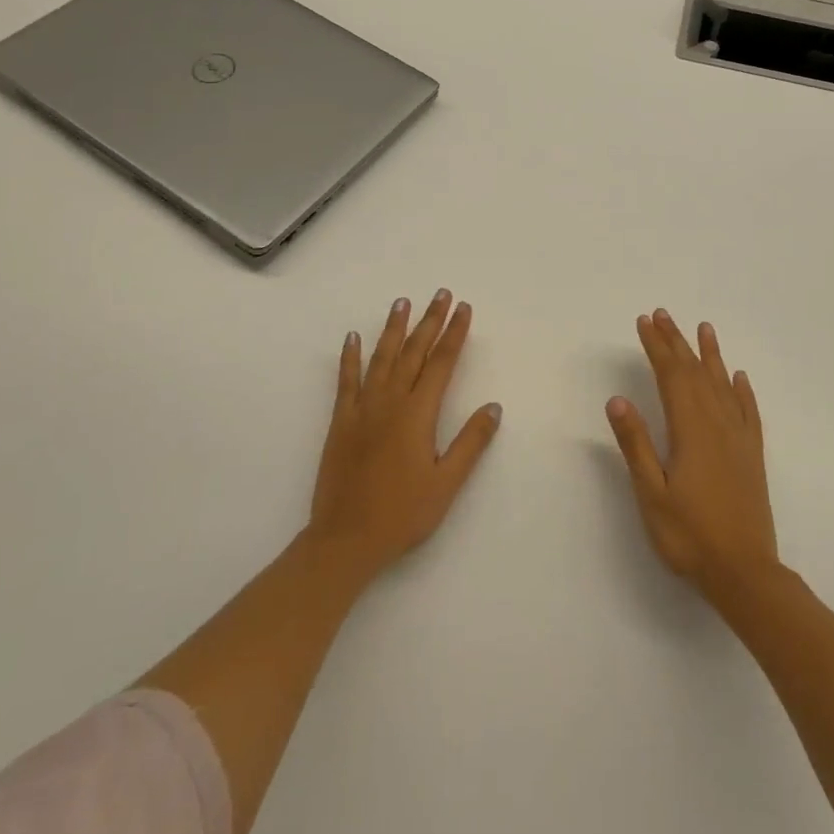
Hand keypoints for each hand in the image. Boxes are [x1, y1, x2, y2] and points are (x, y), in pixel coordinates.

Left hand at [309, 290, 502, 579]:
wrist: (345, 540)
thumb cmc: (402, 514)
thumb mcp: (446, 484)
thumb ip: (470, 443)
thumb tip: (493, 407)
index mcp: (418, 414)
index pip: (441, 363)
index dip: (454, 333)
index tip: (463, 308)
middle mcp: (390, 402)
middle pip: (414, 352)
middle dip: (430, 321)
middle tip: (441, 293)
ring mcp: (362, 409)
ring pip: (381, 358)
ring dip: (393, 328)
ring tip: (403, 302)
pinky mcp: (340, 421)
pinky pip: (346, 380)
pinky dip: (350, 357)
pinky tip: (352, 338)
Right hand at [607, 309, 777, 598]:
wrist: (745, 573)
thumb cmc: (690, 536)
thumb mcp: (652, 494)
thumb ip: (636, 445)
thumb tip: (617, 399)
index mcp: (690, 430)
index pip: (671, 376)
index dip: (656, 347)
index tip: (643, 322)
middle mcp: (717, 424)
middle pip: (695, 372)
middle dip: (676, 342)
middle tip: (662, 314)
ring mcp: (738, 439)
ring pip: (722, 384)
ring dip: (710, 355)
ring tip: (703, 328)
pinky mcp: (752, 455)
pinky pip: (748, 411)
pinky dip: (742, 390)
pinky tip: (739, 377)